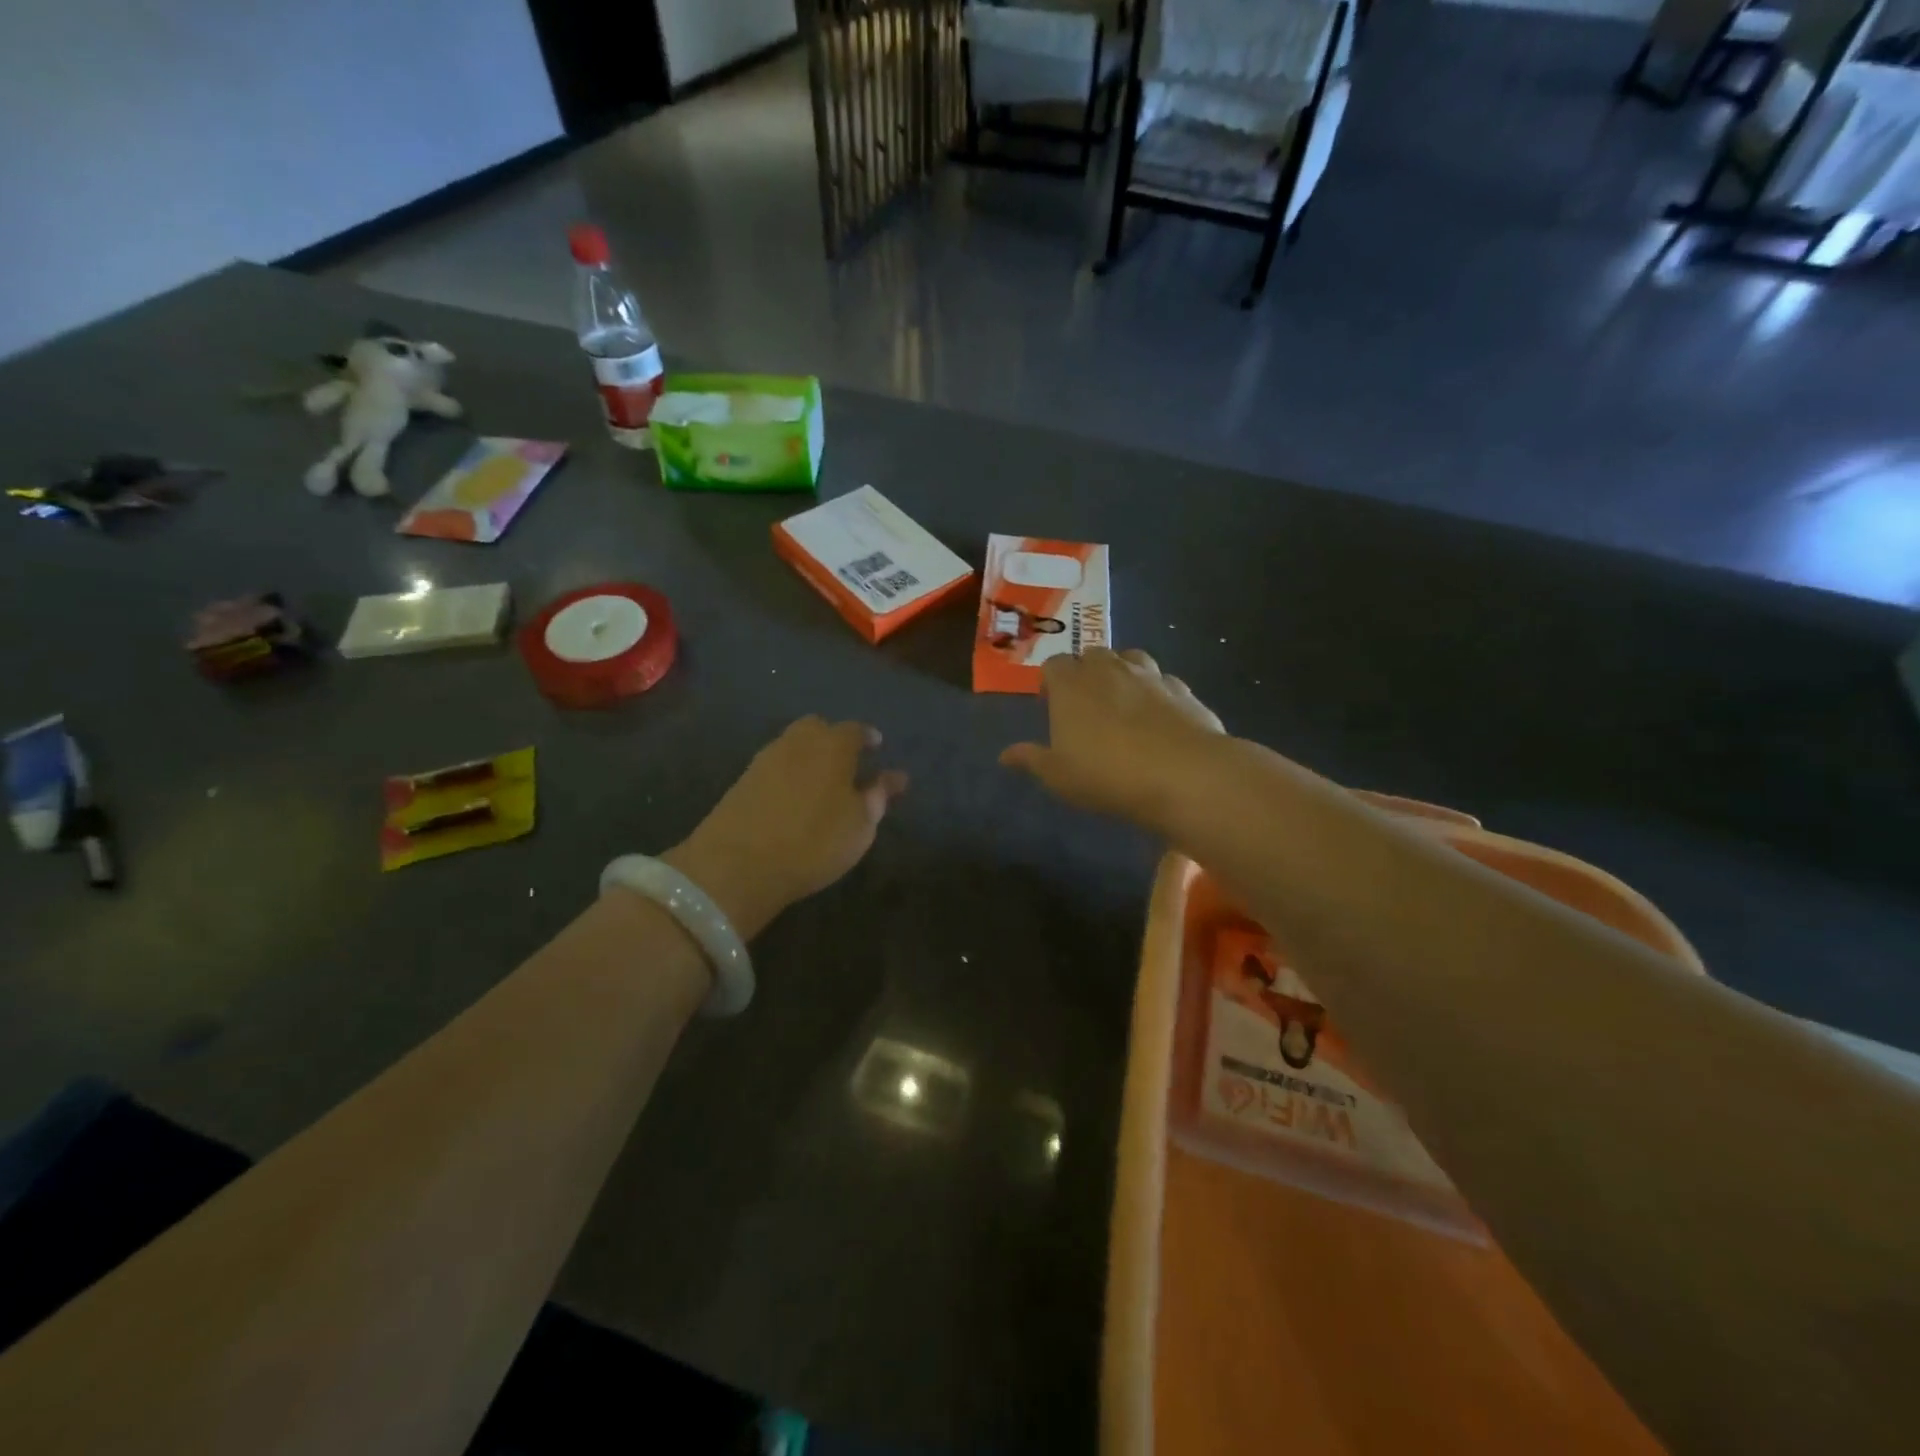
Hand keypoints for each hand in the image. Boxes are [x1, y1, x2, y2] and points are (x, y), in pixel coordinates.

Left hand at [660, 718, 907, 939]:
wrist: (738, 865)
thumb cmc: (814, 842)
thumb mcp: (860, 825)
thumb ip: (878, 796)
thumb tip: (896, 776)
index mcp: (832, 745)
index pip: (855, 730)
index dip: (868, 737)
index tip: (876, 747)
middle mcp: (797, 742)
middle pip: (817, 728)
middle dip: (833, 739)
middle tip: (847, 763)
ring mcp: (764, 759)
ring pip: (792, 745)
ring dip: (808, 755)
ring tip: (821, 783)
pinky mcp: (742, 781)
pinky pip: (774, 766)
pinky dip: (788, 773)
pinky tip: (793, 797)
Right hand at [1000, 648, 1223, 832]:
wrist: (1184, 774)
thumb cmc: (1107, 775)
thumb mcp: (1059, 776)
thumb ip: (1031, 759)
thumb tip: (1005, 754)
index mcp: (1071, 685)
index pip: (1053, 665)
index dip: (1050, 682)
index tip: (1051, 705)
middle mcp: (1109, 669)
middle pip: (1092, 654)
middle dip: (1086, 672)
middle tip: (1086, 705)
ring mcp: (1150, 675)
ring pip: (1130, 658)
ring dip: (1122, 674)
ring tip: (1123, 704)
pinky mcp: (1183, 689)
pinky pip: (1163, 681)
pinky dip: (1156, 692)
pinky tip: (1159, 718)